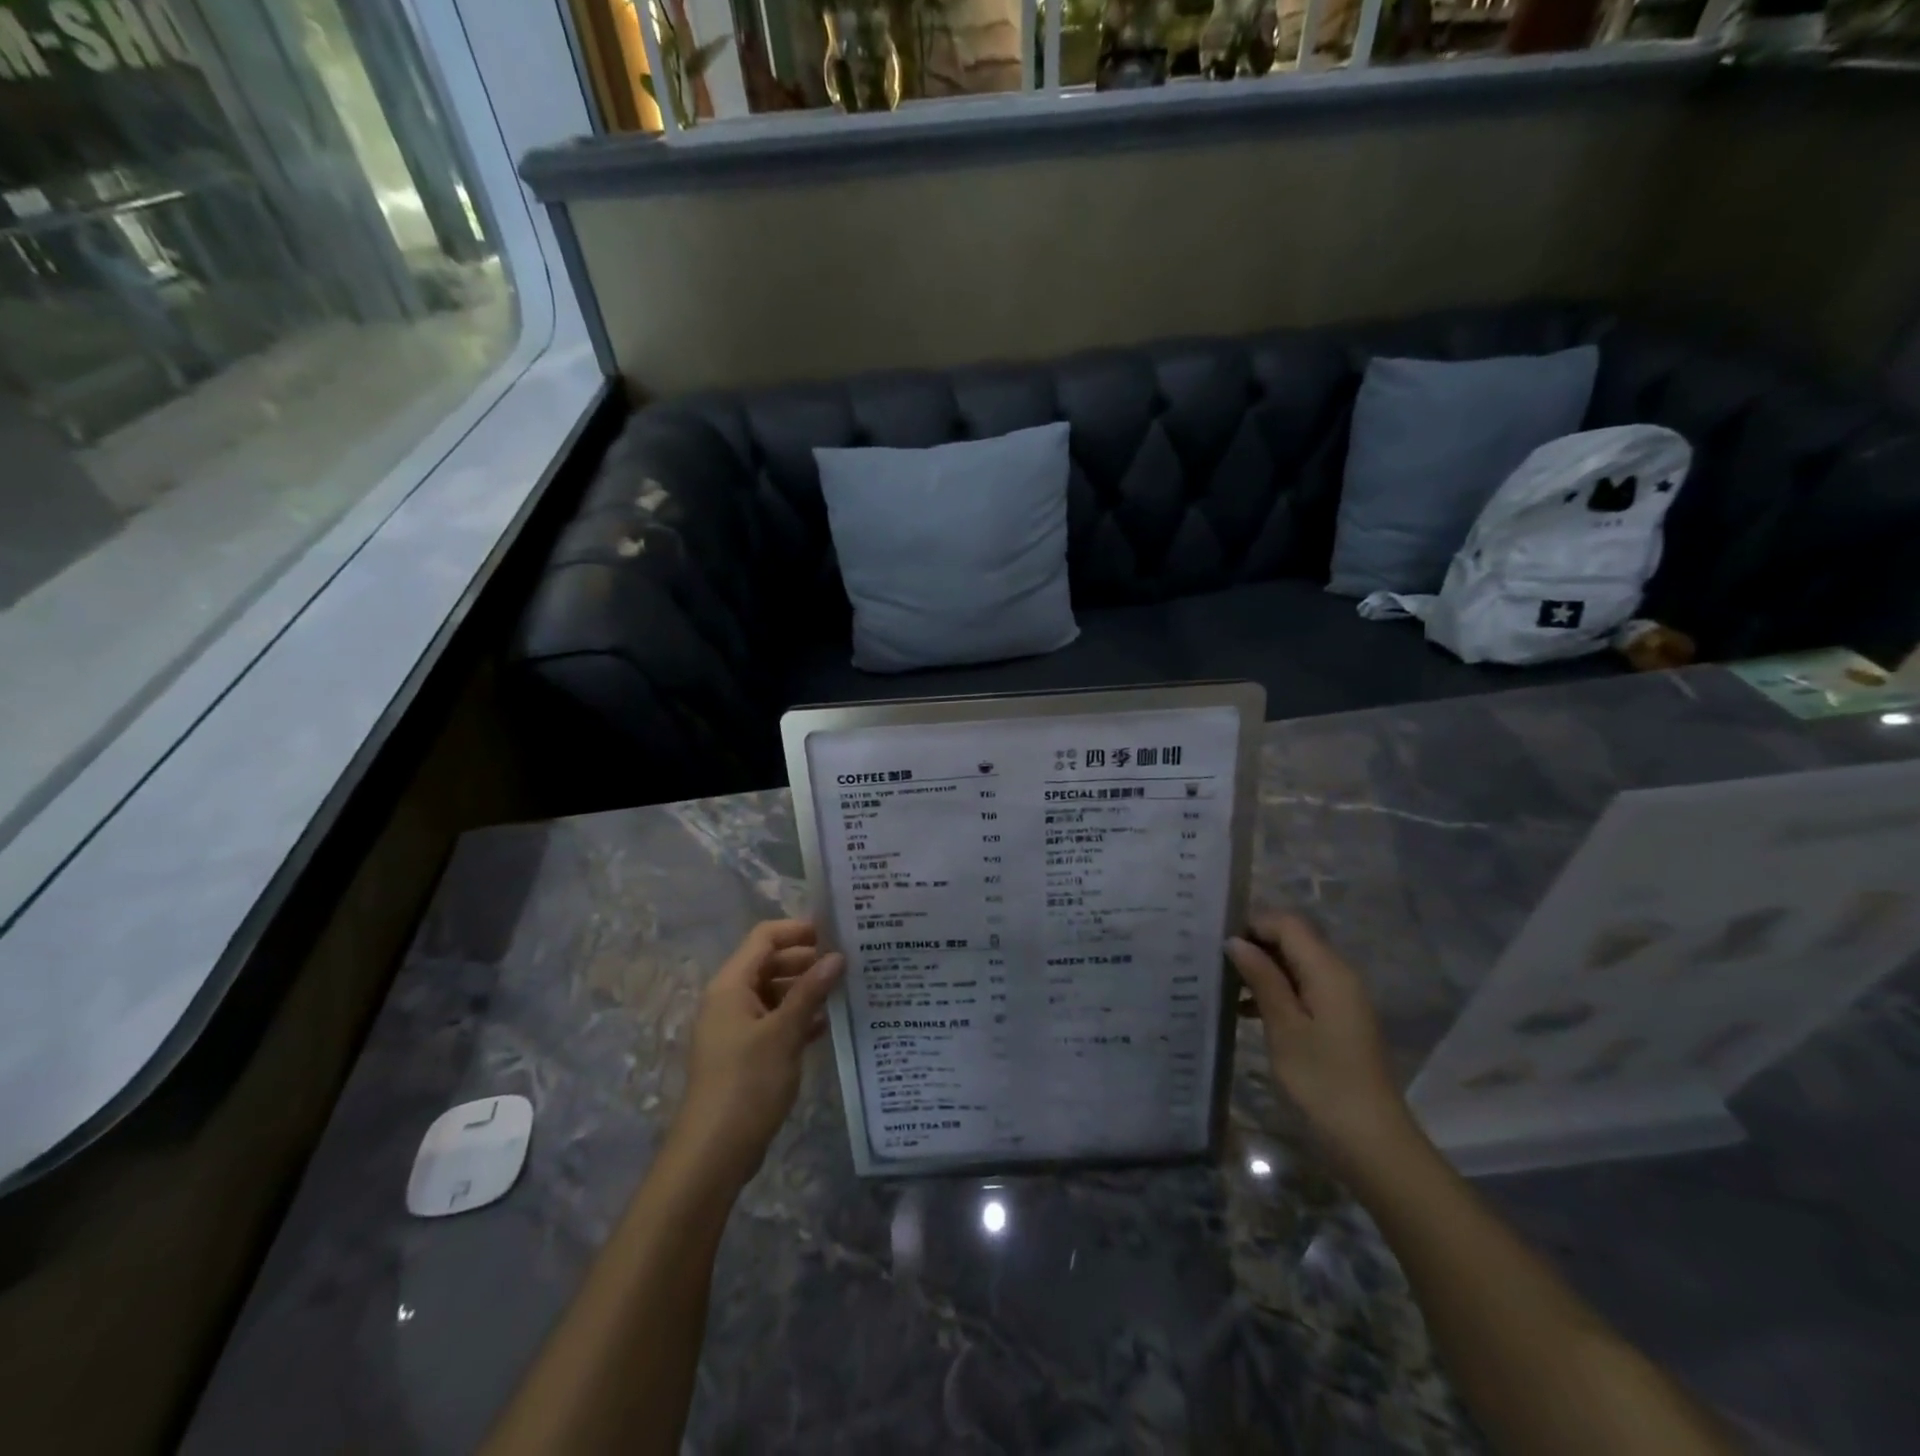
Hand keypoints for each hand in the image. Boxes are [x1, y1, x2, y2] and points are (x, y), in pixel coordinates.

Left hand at [671, 920, 843, 1187]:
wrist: (713, 1152)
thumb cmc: (747, 1083)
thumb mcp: (784, 1033)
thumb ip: (810, 991)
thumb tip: (837, 956)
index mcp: (731, 985)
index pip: (764, 937)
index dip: (798, 930)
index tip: (836, 933)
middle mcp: (730, 999)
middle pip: (770, 962)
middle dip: (807, 960)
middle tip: (848, 962)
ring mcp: (736, 1027)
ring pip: (774, 992)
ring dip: (806, 990)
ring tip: (845, 990)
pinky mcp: (745, 1052)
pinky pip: (774, 1020)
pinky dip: (799, 1017)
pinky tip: (828, 1024)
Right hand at [1226, 913, 1413, 1172]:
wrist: (1370, 1139)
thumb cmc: (1321, 1079)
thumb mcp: (1283, 1026)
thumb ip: (1261, 978)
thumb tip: (1236, 941)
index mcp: (1328, 970)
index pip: (1288, 924)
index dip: (1252, 924)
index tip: (1217, 941)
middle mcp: (1339, 975)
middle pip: (1294, 940)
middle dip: (1255, 944)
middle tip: (1215, 961)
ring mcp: (1342, 998)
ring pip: (1296, 964)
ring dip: (1263, 969)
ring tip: (1224, 984)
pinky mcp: (1339, 1019)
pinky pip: (1303, 987)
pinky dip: (1276, 990)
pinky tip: (1245, 1010)